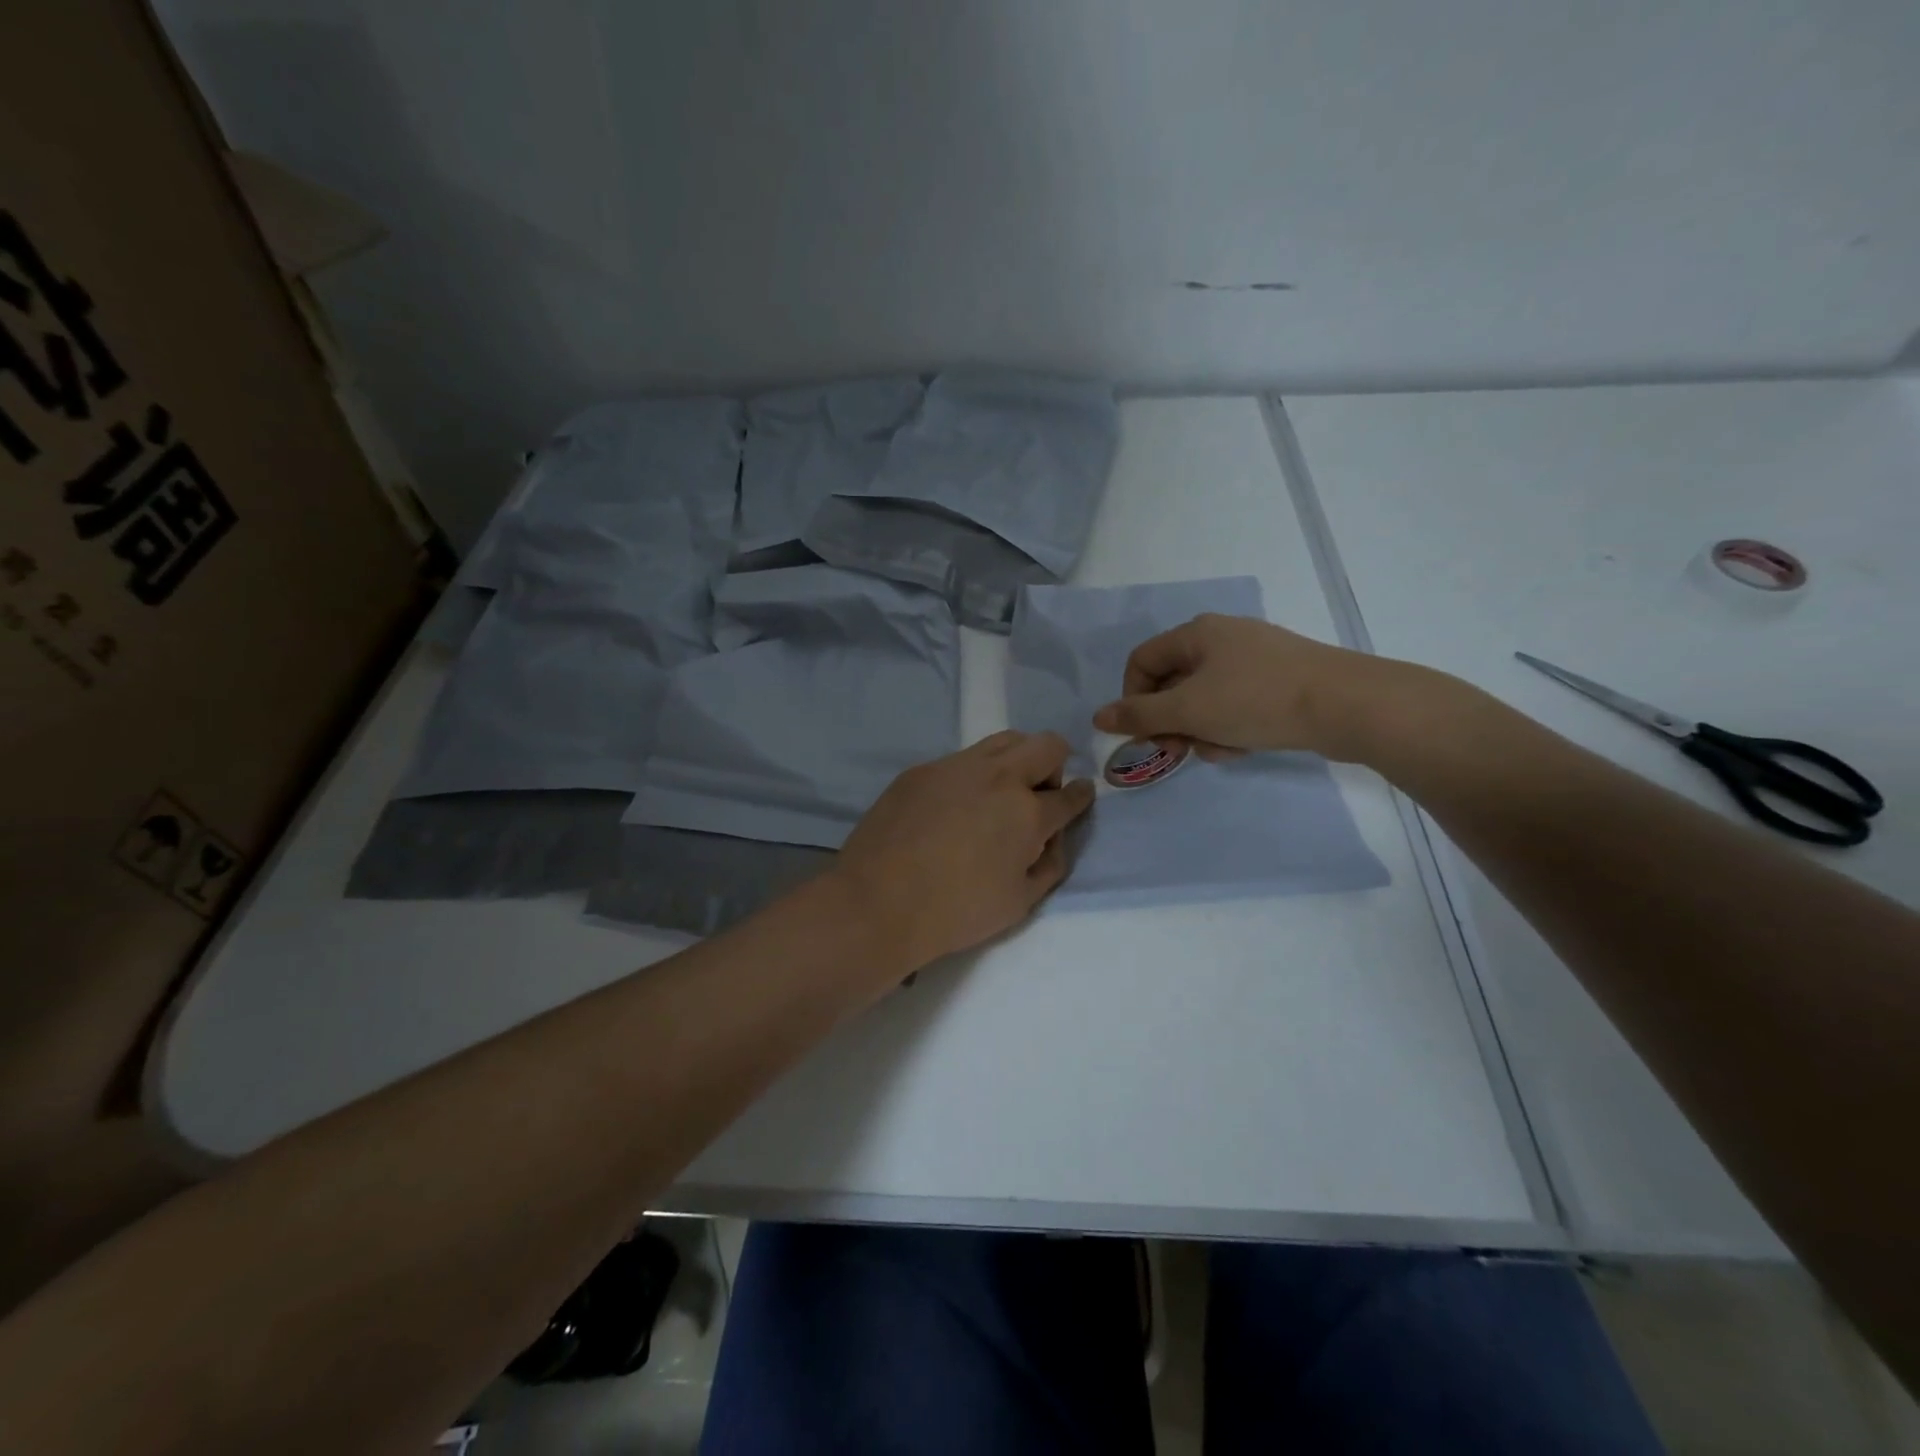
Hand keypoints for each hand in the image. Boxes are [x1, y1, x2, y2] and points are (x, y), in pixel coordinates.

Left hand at [833, 731, 1095, 971]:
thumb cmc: (955, 912)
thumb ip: (1049, 864)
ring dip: (1014, 761)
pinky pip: (960, 760)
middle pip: (1045, 745)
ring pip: (1003, 741)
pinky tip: (951, 809)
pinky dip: (971, 777)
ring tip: (997, 795)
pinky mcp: (921, 770)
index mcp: (1027, 812)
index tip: (1079, 796)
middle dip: (1054, 766)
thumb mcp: (1019, 903)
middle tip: (1036, 796)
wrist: (878, 903)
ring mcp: (955, 767)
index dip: (1080, 796)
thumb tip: (1053, 837)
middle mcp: (997, 777)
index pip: (1069, 795)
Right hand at [1092, 614, 1403, 761]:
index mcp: (1196, 633)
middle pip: (1173, 682)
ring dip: (1201, 729)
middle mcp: (1222, 638)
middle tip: (1178, 750)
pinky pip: (1235, 704)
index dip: (1132, 698)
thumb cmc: (1256, 700)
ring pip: (1204, 699)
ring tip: (1220, 750)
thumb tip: (1098, 717)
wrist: (1347, 704)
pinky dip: (1230, 727)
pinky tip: (1244, 746)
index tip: (1144, 733)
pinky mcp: (1279, 680)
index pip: (1141, 662)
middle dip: (1171, 721)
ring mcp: (1254, 658)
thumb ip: (1139, 715)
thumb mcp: (1188, 710)